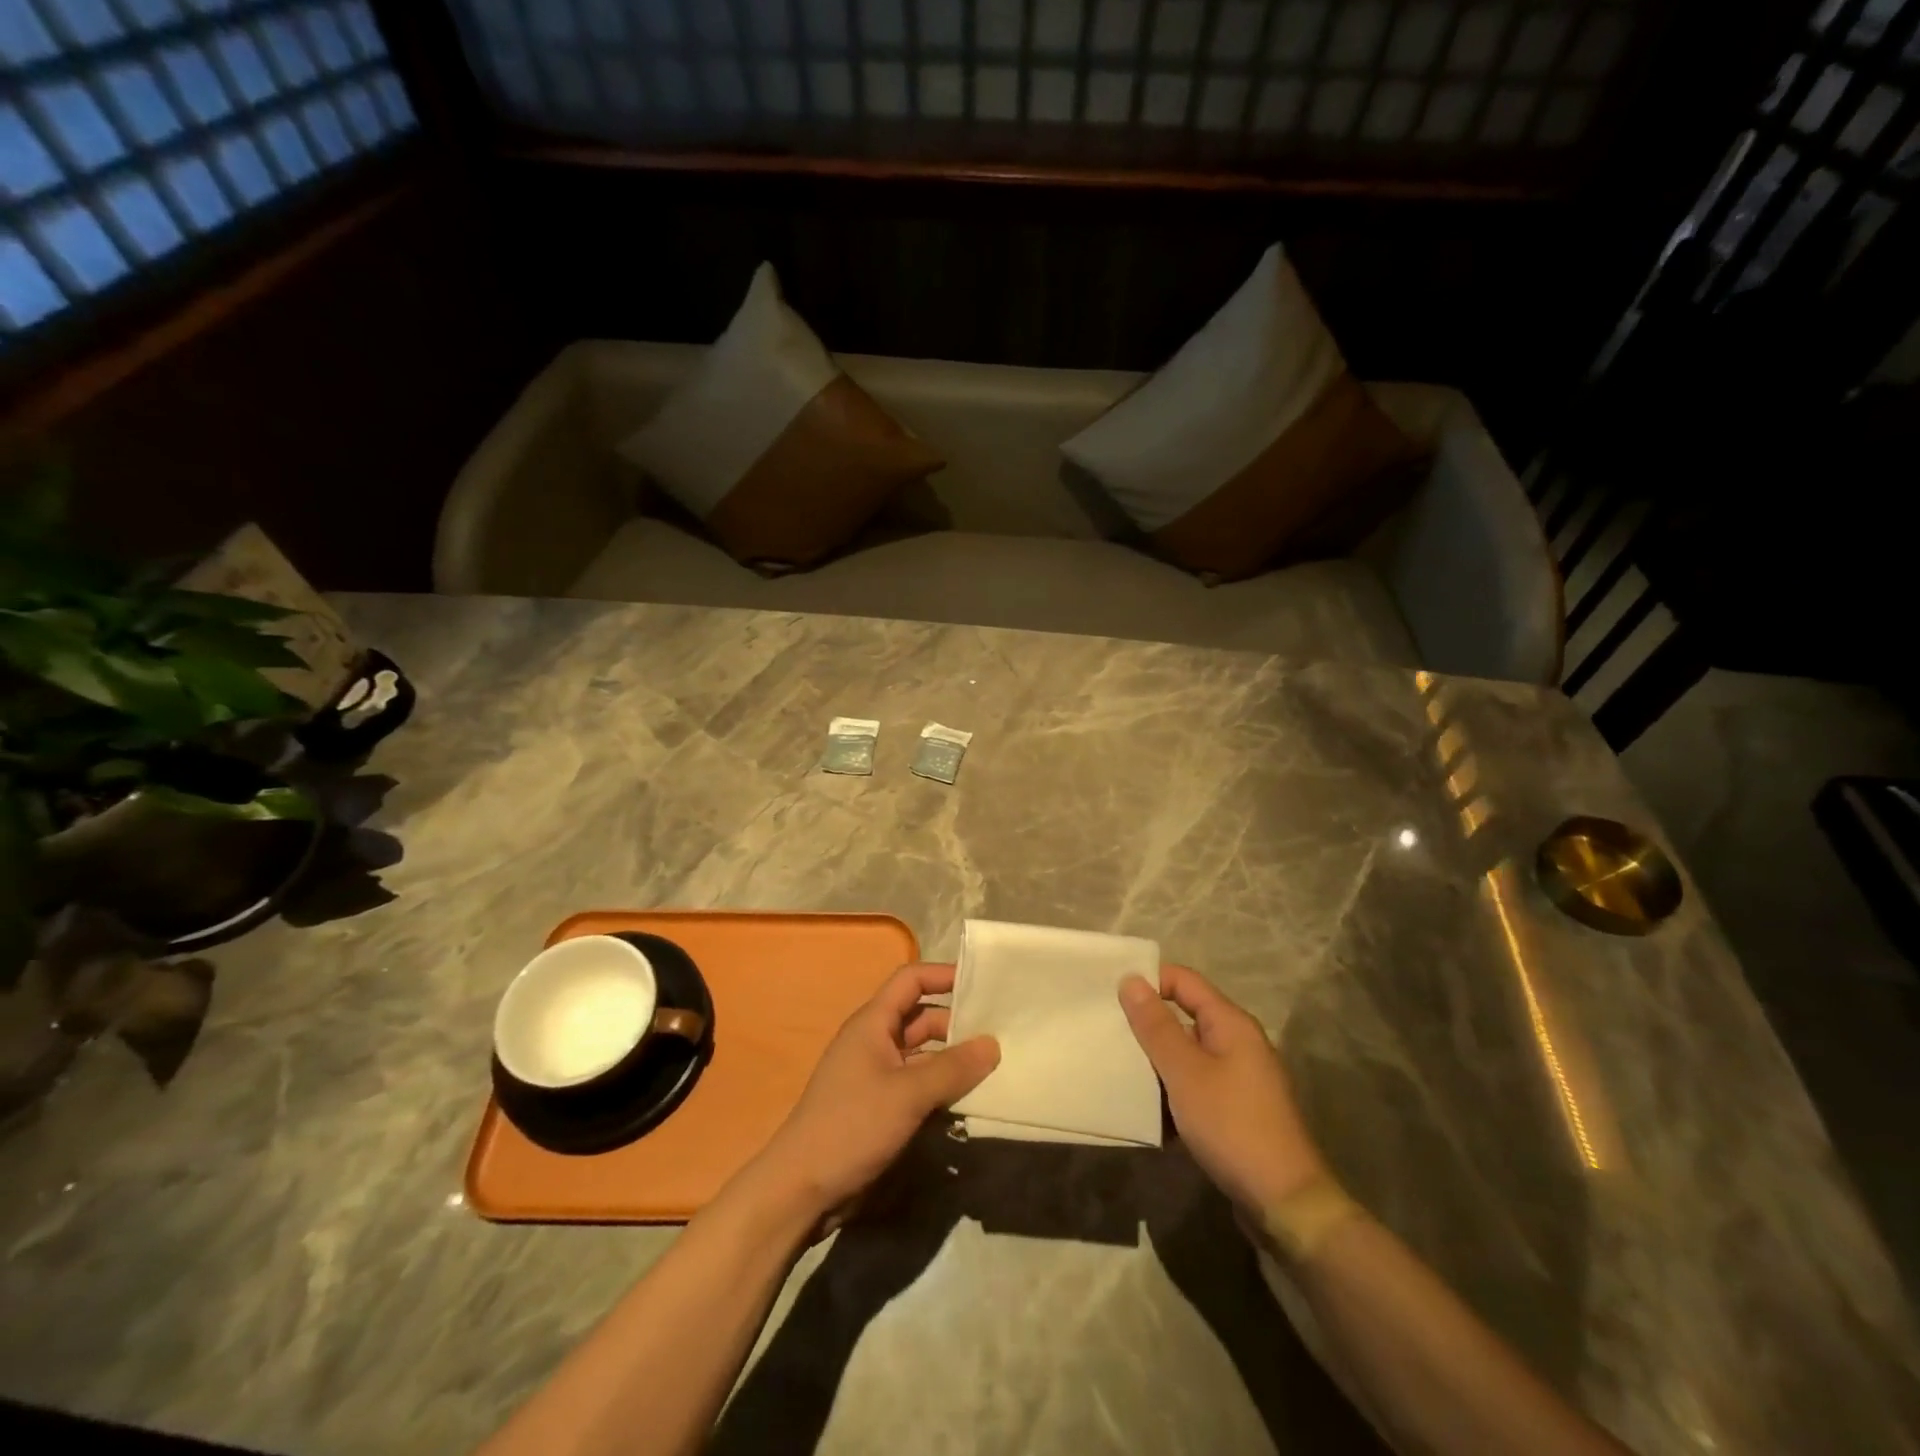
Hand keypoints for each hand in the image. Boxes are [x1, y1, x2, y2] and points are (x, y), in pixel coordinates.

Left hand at [752, 962, 998, 1229]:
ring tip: (996, 1068)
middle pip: (922, 1018)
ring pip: (924, 1055)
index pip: (911, 980)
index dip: (944, 975)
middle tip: (1002, 1034)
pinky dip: (942, 1089)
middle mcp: (875, 1041)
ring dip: (953, 1061)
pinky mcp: (881, 1107)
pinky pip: (919, 1086)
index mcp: (873, 1023)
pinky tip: (971, 1101)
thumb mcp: (907, 1094)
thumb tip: (993, 1044)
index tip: (982, 984)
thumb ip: (953, 1068)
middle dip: (958, 1024)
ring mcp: (878, 1076)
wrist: (802, 1189)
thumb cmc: (852, 1126)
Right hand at [1120, 966, 1326, 1212]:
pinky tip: (1149, 1110)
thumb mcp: (1185, 1072)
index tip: (1112, 997)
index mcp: (1231, 1023)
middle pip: (1184, 1016)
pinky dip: (1173, 1091)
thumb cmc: (1232, 1125)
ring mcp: (1240, 1078)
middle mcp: (1238, 1042)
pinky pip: (1196, 1085)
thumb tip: (1131, 979)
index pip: (1183, 980)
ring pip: (1188, 1054)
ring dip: (1157, 1062)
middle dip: (1148, 1025)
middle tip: (1108, 1033)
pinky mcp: (1237, 1109)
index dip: (1149, 982)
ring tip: (1120, 1070)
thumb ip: (1156, 1025)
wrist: (1284, 1202)